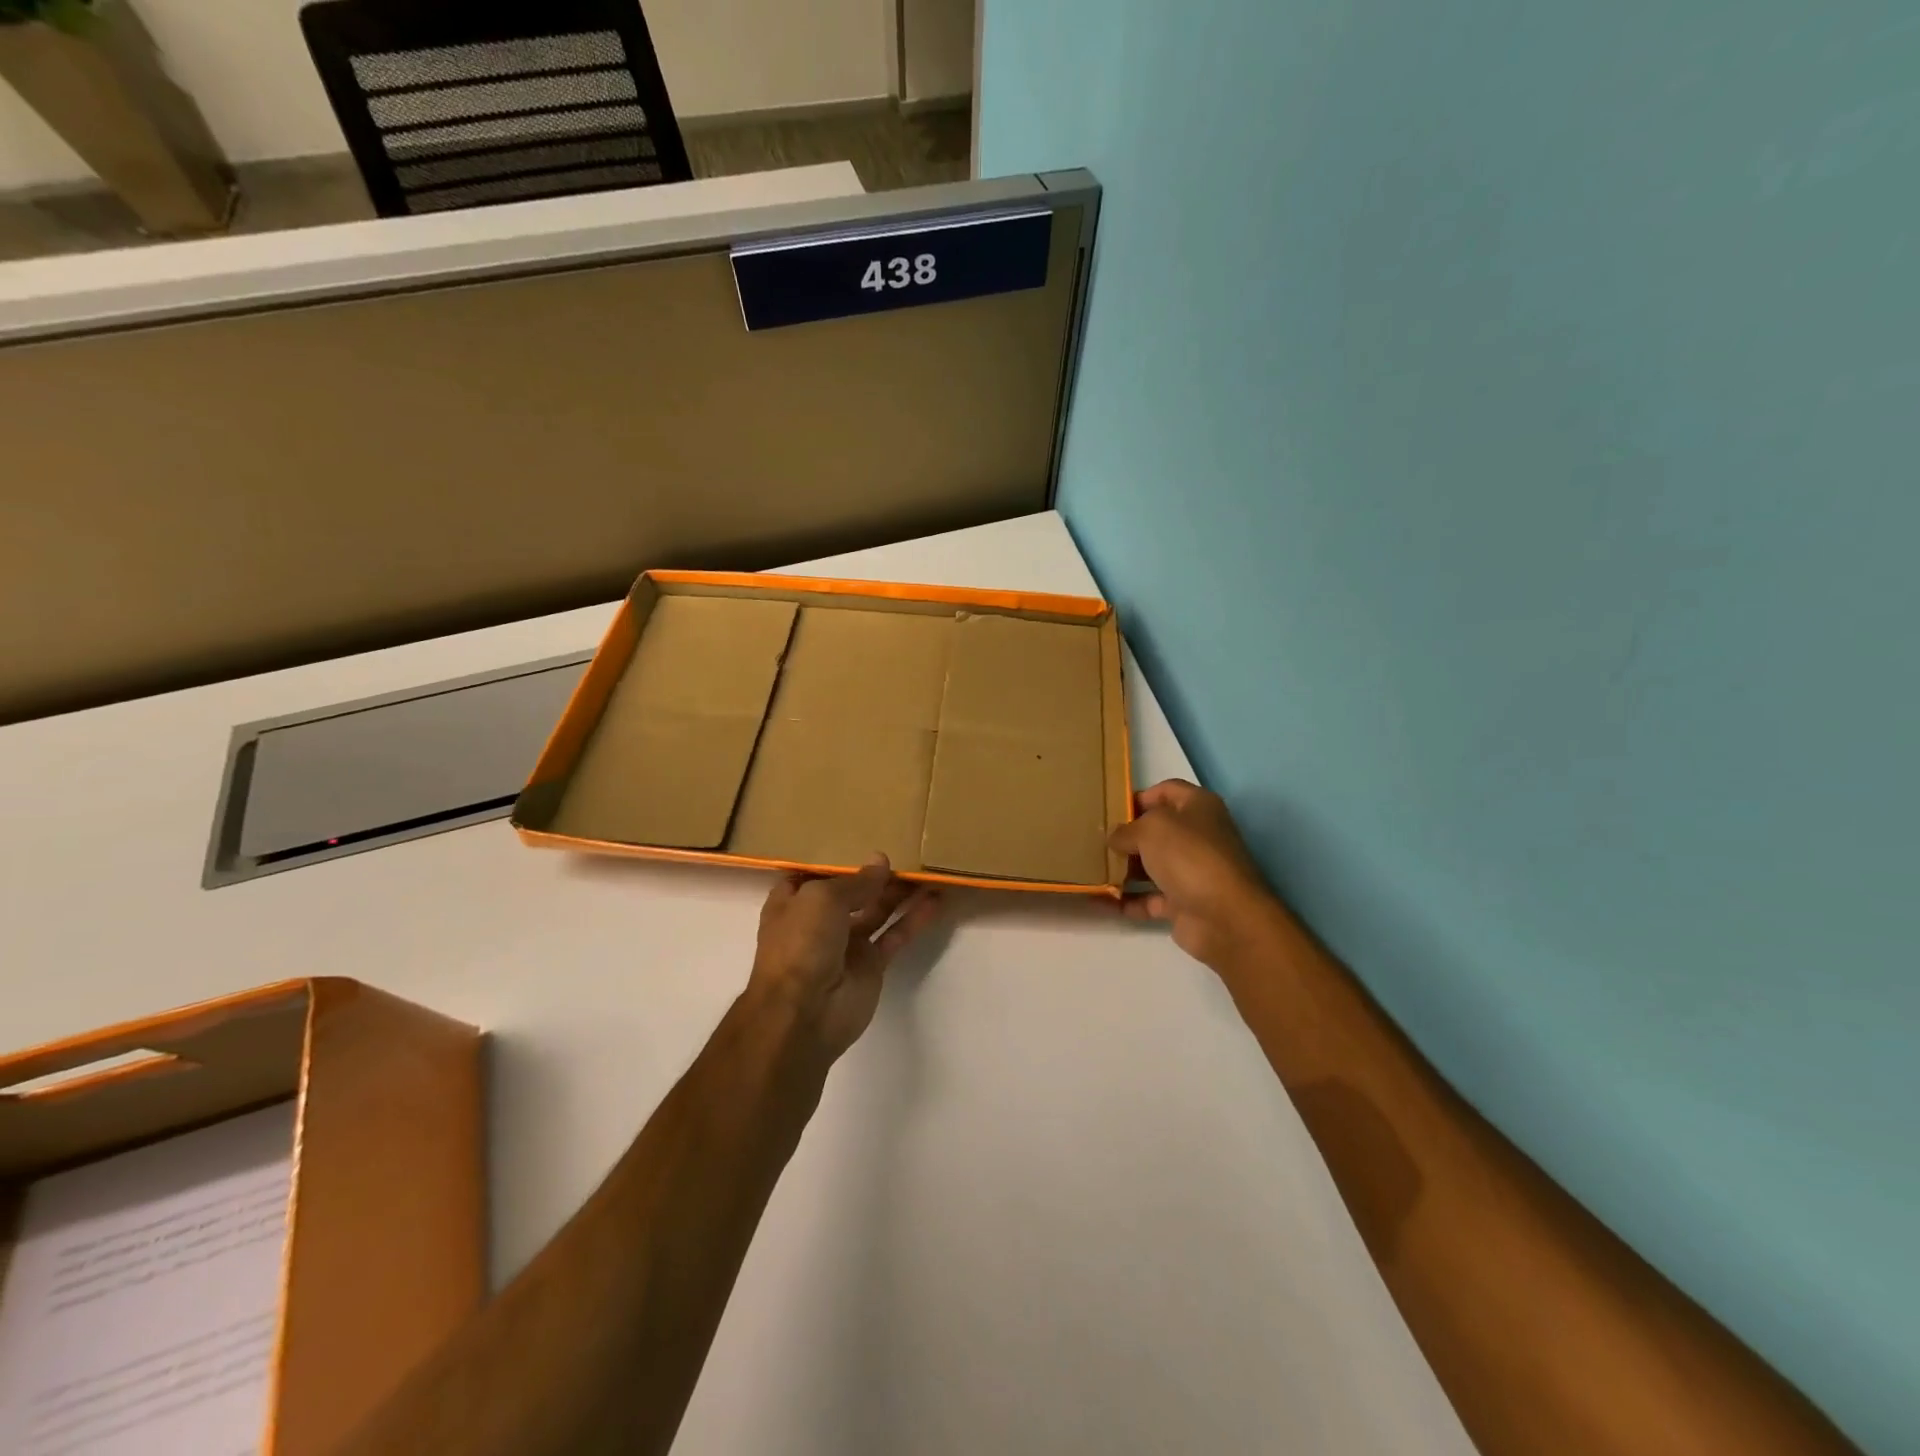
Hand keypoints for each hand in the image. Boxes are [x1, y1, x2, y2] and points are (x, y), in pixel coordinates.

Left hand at [748, 857, 942, 1061]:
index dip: (836, 859)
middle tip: (907, 852)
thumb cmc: (800, 944)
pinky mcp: (871, 964)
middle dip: (875, 874)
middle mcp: (819, 921)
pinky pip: (895, 935)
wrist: (803, 1013)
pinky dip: (914, 918)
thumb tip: (881, 862)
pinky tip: (935, 900)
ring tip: (926, 870)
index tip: (861, 839)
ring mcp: (846, 944)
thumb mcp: (822, 898)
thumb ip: (856, 881)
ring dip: (899, 893)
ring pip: (877, 911)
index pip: (815, 875)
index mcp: (793, 902)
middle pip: (852, 892)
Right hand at [1108, 779, 1278, 967]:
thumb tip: (1115, 839)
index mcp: (1198, 807)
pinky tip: (1099, 901)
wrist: (1225, 918)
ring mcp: (1192, 871)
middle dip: (1126, 837)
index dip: (1138, 797)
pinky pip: (1148, 898)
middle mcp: (1198, 836)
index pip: (1165, 791)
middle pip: (1156, 830)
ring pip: (1151, 866)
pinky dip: (1126, 901)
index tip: (1109, 809)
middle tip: (1094, 841)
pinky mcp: (1184, 903)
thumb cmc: (1189, 856)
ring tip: (1090, 869)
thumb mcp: (1150, 829)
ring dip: (1123, 870)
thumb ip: (1126, 830)